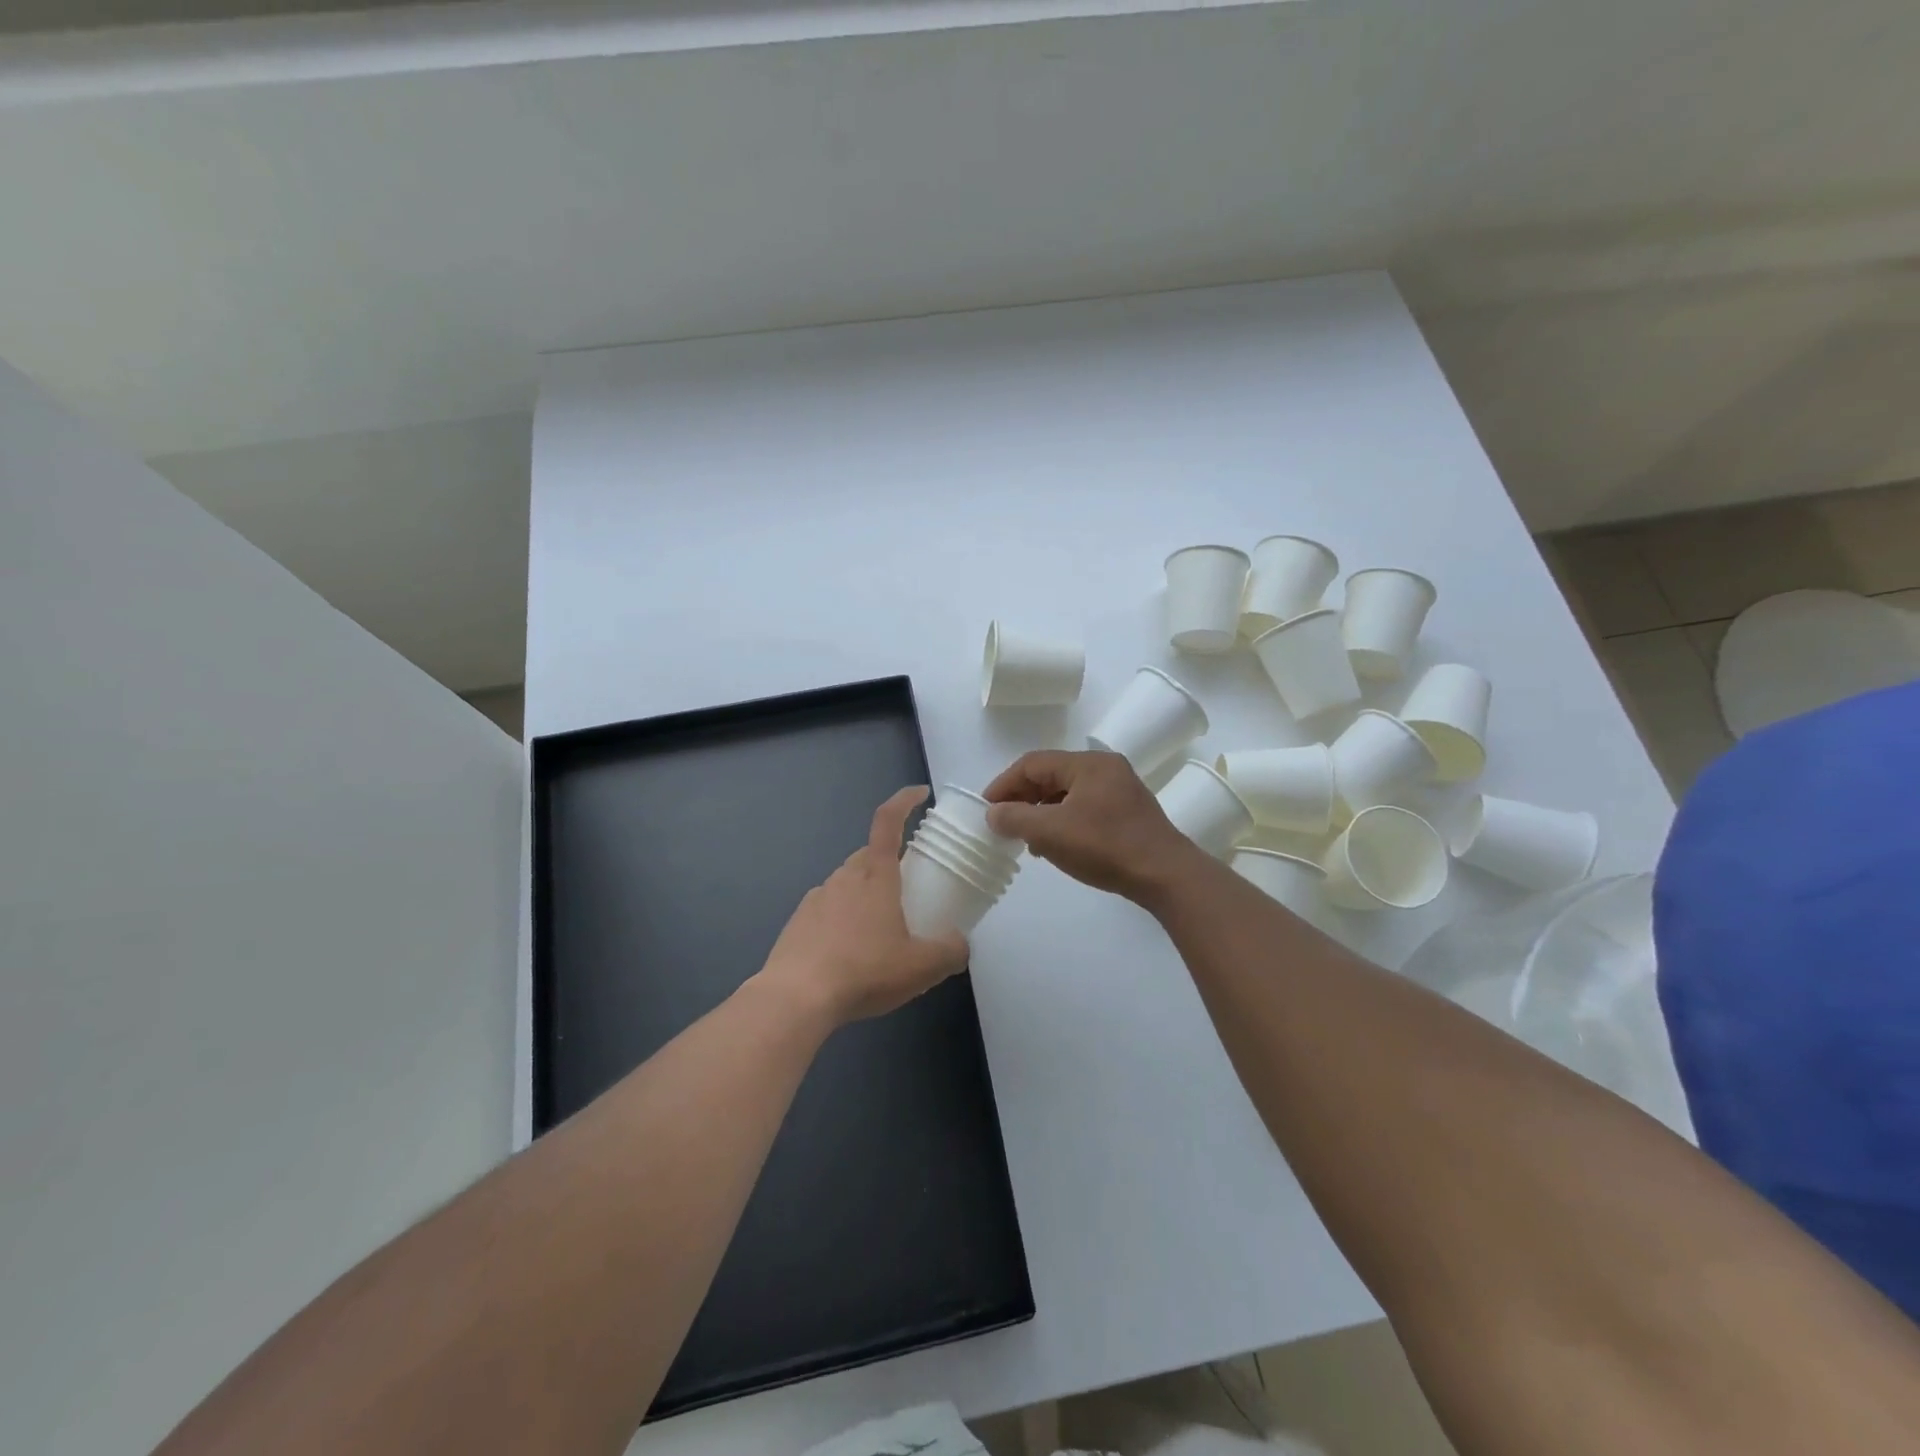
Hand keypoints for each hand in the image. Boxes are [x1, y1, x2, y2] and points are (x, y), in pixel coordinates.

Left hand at [757, 787, 969, 1025]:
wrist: (795, 998)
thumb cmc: (864, 971)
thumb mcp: (921, 968)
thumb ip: (950, 952)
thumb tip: (960, 943)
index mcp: (876, 876)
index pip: (888, 821)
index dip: (904, 800)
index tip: (920, 793)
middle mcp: (845, 877)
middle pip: (870, 855)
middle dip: (890, 863)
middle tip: (907, 891)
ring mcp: (817, 897)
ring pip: (847, 882)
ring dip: (865, 894)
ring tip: (879, 931)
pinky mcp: (798, 921)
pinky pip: (827, 908)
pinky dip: (842, 918)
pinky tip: (848, 951)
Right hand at [983, 750, 1200, 900]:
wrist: (1165, 875)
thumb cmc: (1105, 847)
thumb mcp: (1052, 833)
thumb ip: (1015, 819)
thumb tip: (993, 813)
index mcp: (1088, 764)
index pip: (1033, 763)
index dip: (1004, 784)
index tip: (986, 808)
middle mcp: (1105, 768)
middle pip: (1051, 775)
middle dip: (1023, 799)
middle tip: (1003, 823)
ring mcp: (1120, 790)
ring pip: (1067, 793)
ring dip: (1042, 812)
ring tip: (1026, 838)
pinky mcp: (1127, 812)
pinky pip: (1084, 807)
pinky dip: (1063, 820)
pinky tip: (1055, 845)